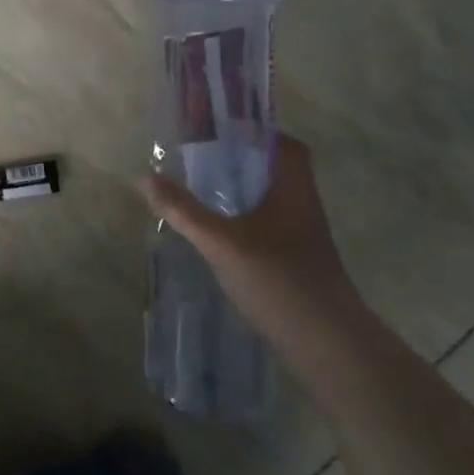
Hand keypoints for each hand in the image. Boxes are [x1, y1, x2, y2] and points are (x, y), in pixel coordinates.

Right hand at [142, 135, 368, 372]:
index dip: (256, 131)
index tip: (220, 128)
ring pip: (269, 199)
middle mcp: (302, 206)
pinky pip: (266, 224)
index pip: (284, 145)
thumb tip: (145, 177)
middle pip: (273, 169)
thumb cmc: (280, 281)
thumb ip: (184, 210)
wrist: (328, 346)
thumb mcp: (223, 242)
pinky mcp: (294, 262)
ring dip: (240, 190)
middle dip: (239, 160)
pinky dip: (242, 218)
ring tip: (200, 187)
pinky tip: (216, 230)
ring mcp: (300, 236)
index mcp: (293, 189)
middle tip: (200, 156)